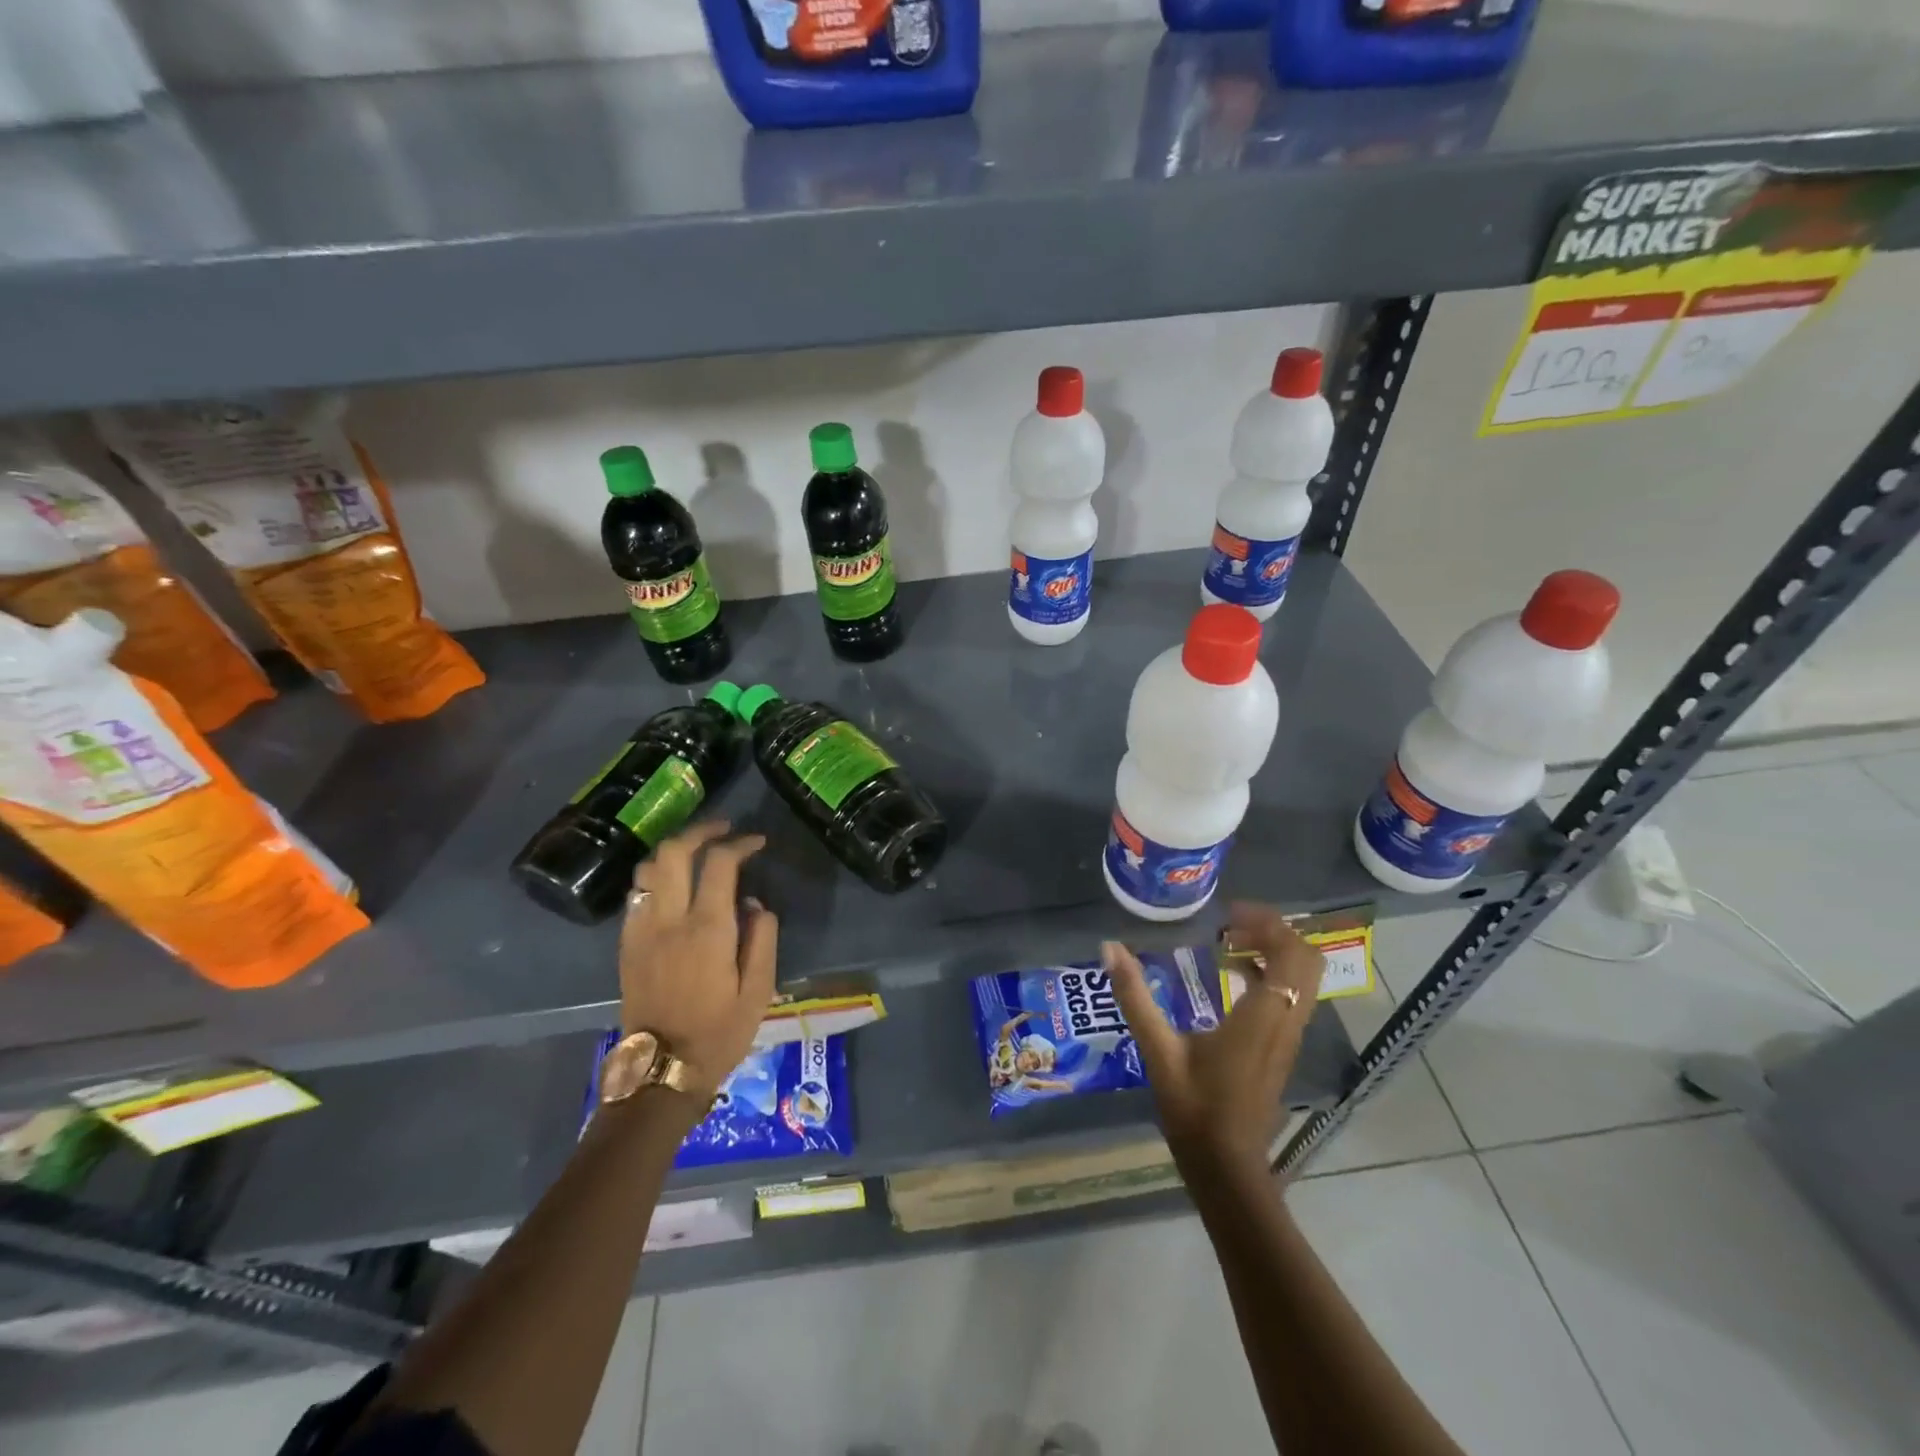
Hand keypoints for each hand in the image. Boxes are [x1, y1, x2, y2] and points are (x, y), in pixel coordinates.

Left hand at [618, 820, 778, 1102]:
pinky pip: (636, 894)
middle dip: (700, 831)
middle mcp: (669, 919)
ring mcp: (641, 930)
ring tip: (696, 854)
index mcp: (707, 929)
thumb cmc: (719, 1032)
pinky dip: (655, 878)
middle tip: (724, 830)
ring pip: (648, 868)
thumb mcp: (759, 990)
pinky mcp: (627, 944)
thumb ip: (762, 939)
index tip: (757, 843)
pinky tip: (672, 888)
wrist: (662, 1070)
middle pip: (674, 852)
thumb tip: (756, 905)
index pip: (719, 863)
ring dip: (673, 852)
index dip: (740, 843)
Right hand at [1104, 902, 1324, 1176]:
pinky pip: (1292, 997)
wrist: (1226, 1167)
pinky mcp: (1281, 1049)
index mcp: (1262, 1017)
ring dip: (1275, 952)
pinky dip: (1271, 975)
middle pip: (1307, 961)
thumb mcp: (1158, 1048)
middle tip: (1231, 923)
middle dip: (1275, 933)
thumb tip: (1109, 948)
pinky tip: (1232, 977)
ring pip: (1303, 980)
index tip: (1228, 913)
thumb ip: (1135, 996)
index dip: (1268, 924)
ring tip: (1230, 942)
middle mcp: (1285, 1022)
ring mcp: (1287, 1038)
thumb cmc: (1194, 1108)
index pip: (1289, 955)